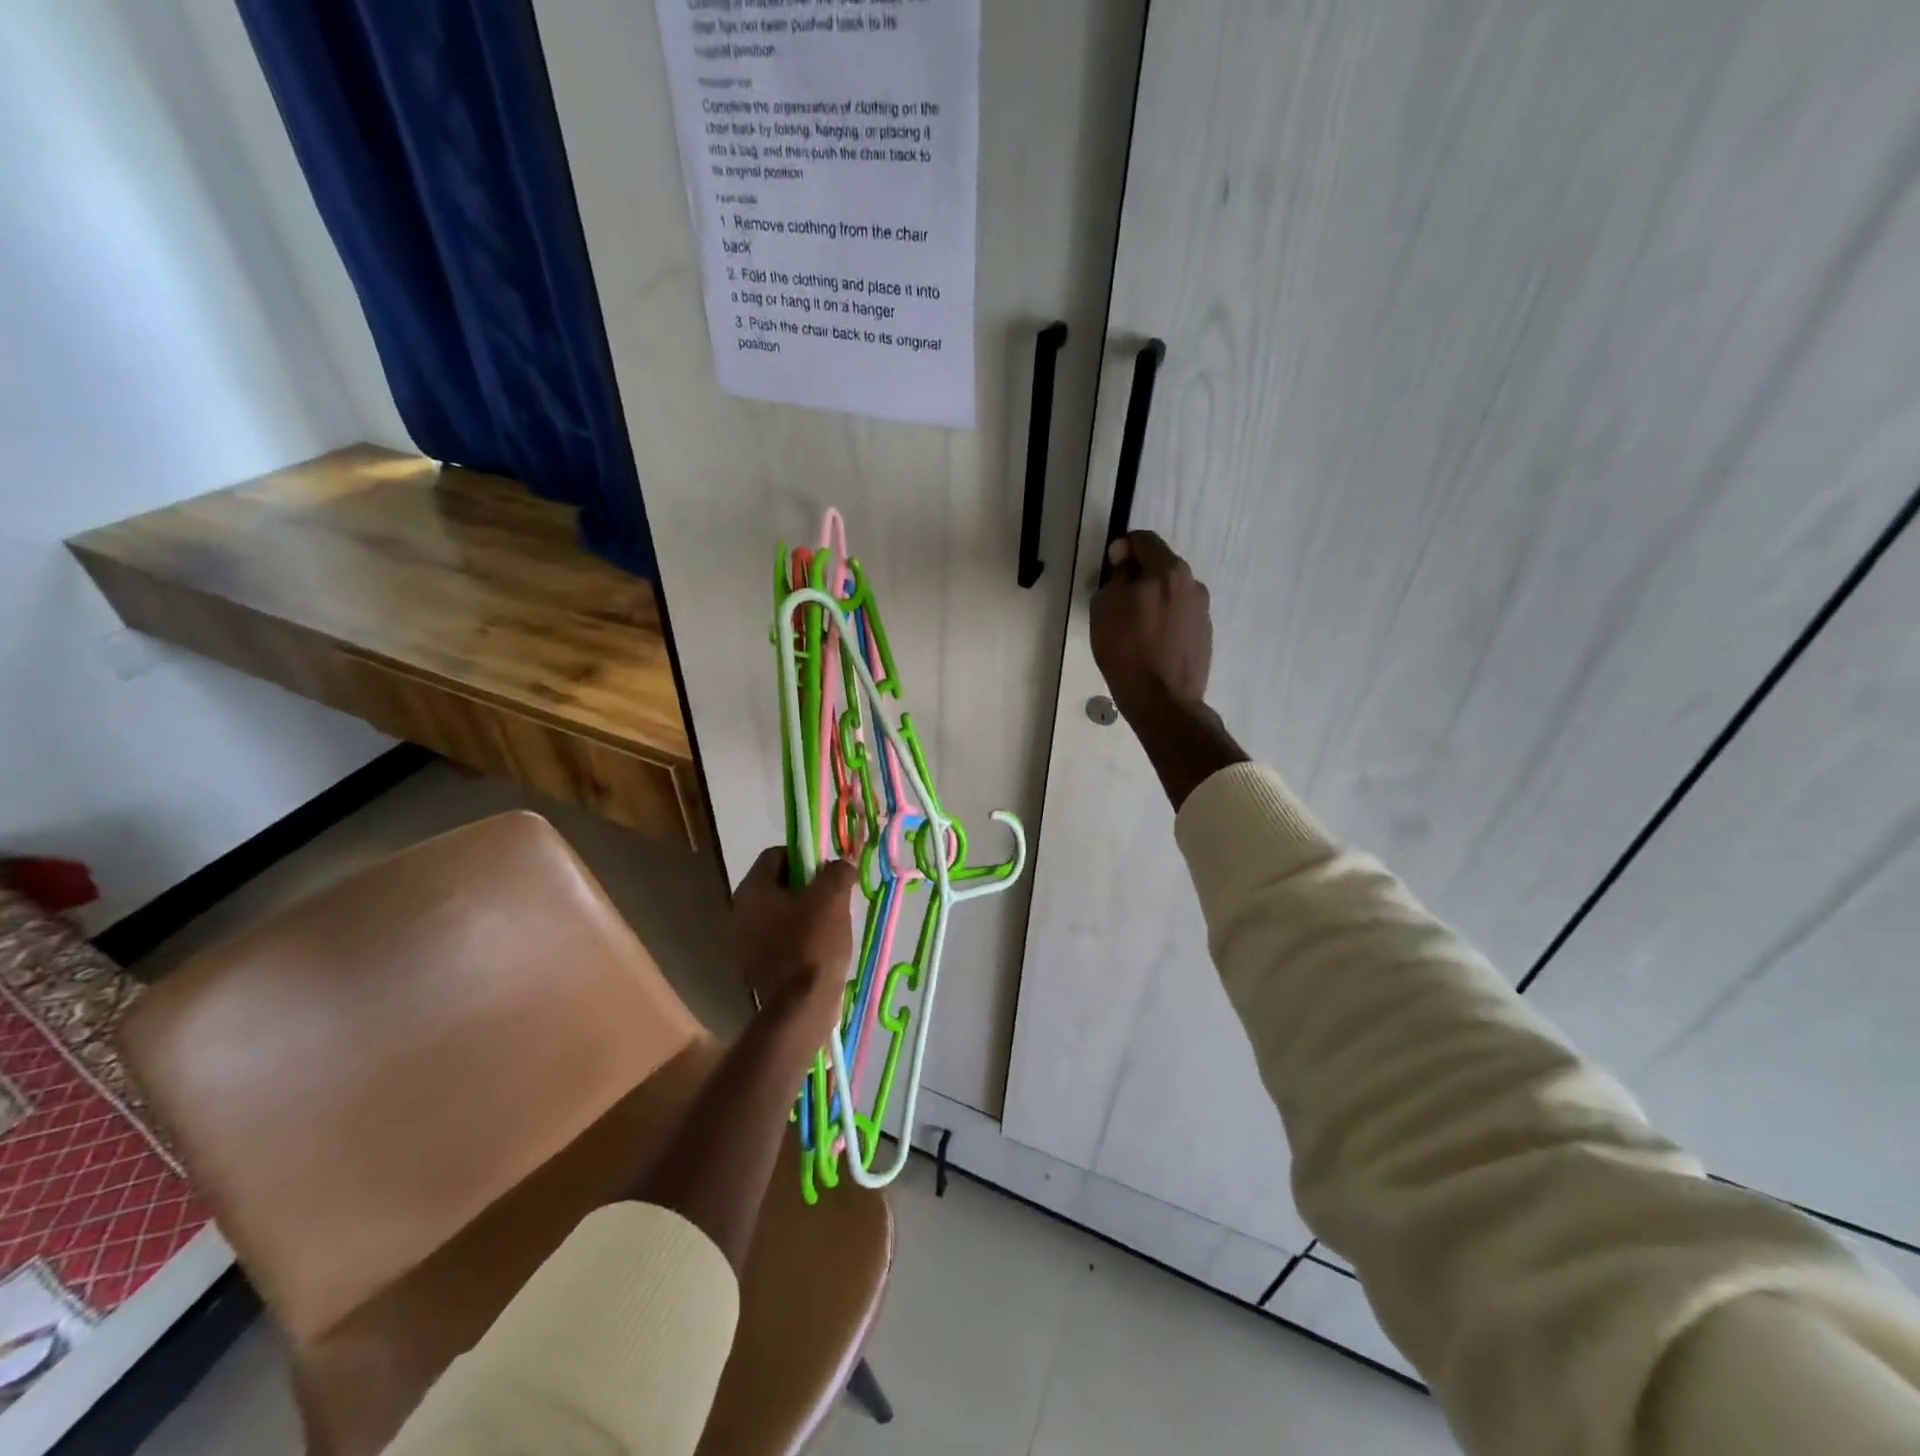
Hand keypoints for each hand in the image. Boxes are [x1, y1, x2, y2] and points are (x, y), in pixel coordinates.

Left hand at [731, 849, 857, 1051]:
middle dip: (807, 886)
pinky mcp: (755, 966)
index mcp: (752, 891)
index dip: (805, 856)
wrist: (800, 1009)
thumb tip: (842, 863)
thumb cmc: (813, 944)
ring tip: (832, 923)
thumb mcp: (832, 899)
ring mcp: (744, 942)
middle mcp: (739, 912)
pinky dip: (798, 936)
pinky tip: (820, 948)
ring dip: (805, 912)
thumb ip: (837, 872)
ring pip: (780, 912)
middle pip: (778, 884)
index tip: (828, 871)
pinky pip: (779, 938)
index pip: (776, 854)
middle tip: (834, 896)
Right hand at [1090, 531, 1212, 715]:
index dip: (1123, 549)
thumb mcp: (1104, 608)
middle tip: (1118, 603)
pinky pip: (1180, 616)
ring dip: (1154, 600)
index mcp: (1168, 571)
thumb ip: (1116, 576)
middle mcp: (1192, 584)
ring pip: (1171, 592)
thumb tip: (1124, 559)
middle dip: (1139, 577)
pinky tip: (1152, 644)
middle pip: (1160, 566)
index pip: (1144, 540)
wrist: (1163, 701)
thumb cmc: (1127, 651)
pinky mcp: (1205, 634)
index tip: (1110, 569)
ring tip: (1136, 628)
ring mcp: (1202, 610)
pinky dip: (1166, 621)